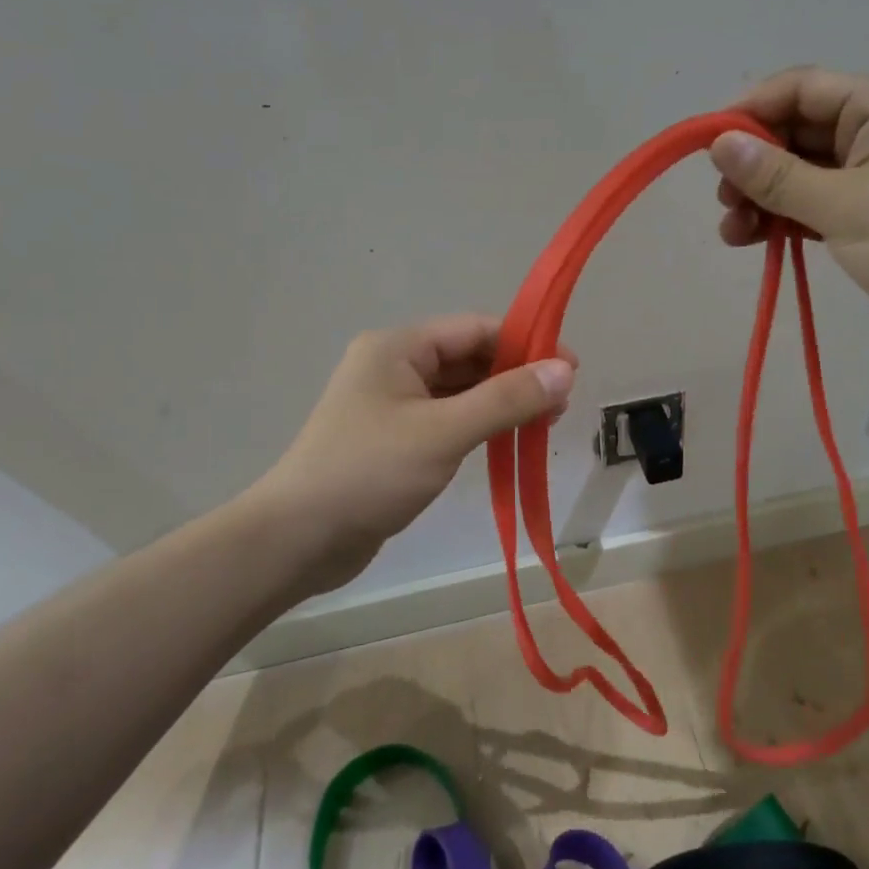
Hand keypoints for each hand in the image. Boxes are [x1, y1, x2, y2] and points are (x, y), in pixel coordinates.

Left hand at [253, 315, 575, 593]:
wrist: (298, 538)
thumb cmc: (370, 473)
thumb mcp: (444, 432)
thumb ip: (507, 399)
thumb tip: (565, 370)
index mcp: (398, 347)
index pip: (475, 329)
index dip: (526, 344)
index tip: (570, 370)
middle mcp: (393, 366)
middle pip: (468, 358)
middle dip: (515, 377)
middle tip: (559, 407)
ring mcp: (390, 405)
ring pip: (459, 392)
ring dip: (500, 404)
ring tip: (541, 427)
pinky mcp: (392, 440)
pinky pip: (446, 420)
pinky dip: (477, 427)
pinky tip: (504, 443)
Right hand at [710, 67, 868, 368]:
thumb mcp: (845, 206)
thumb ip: (778, 176)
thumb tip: (720, 145)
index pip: (801, 89)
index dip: (750, 111)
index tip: (706, 145)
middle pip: (795, 132)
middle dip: (753, 163)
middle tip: (722, 199)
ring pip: (798, 173)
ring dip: (761, 197)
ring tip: (732, 231)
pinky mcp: (866, 217)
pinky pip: (811, 205)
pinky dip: (781, 219)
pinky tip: (753, 240)